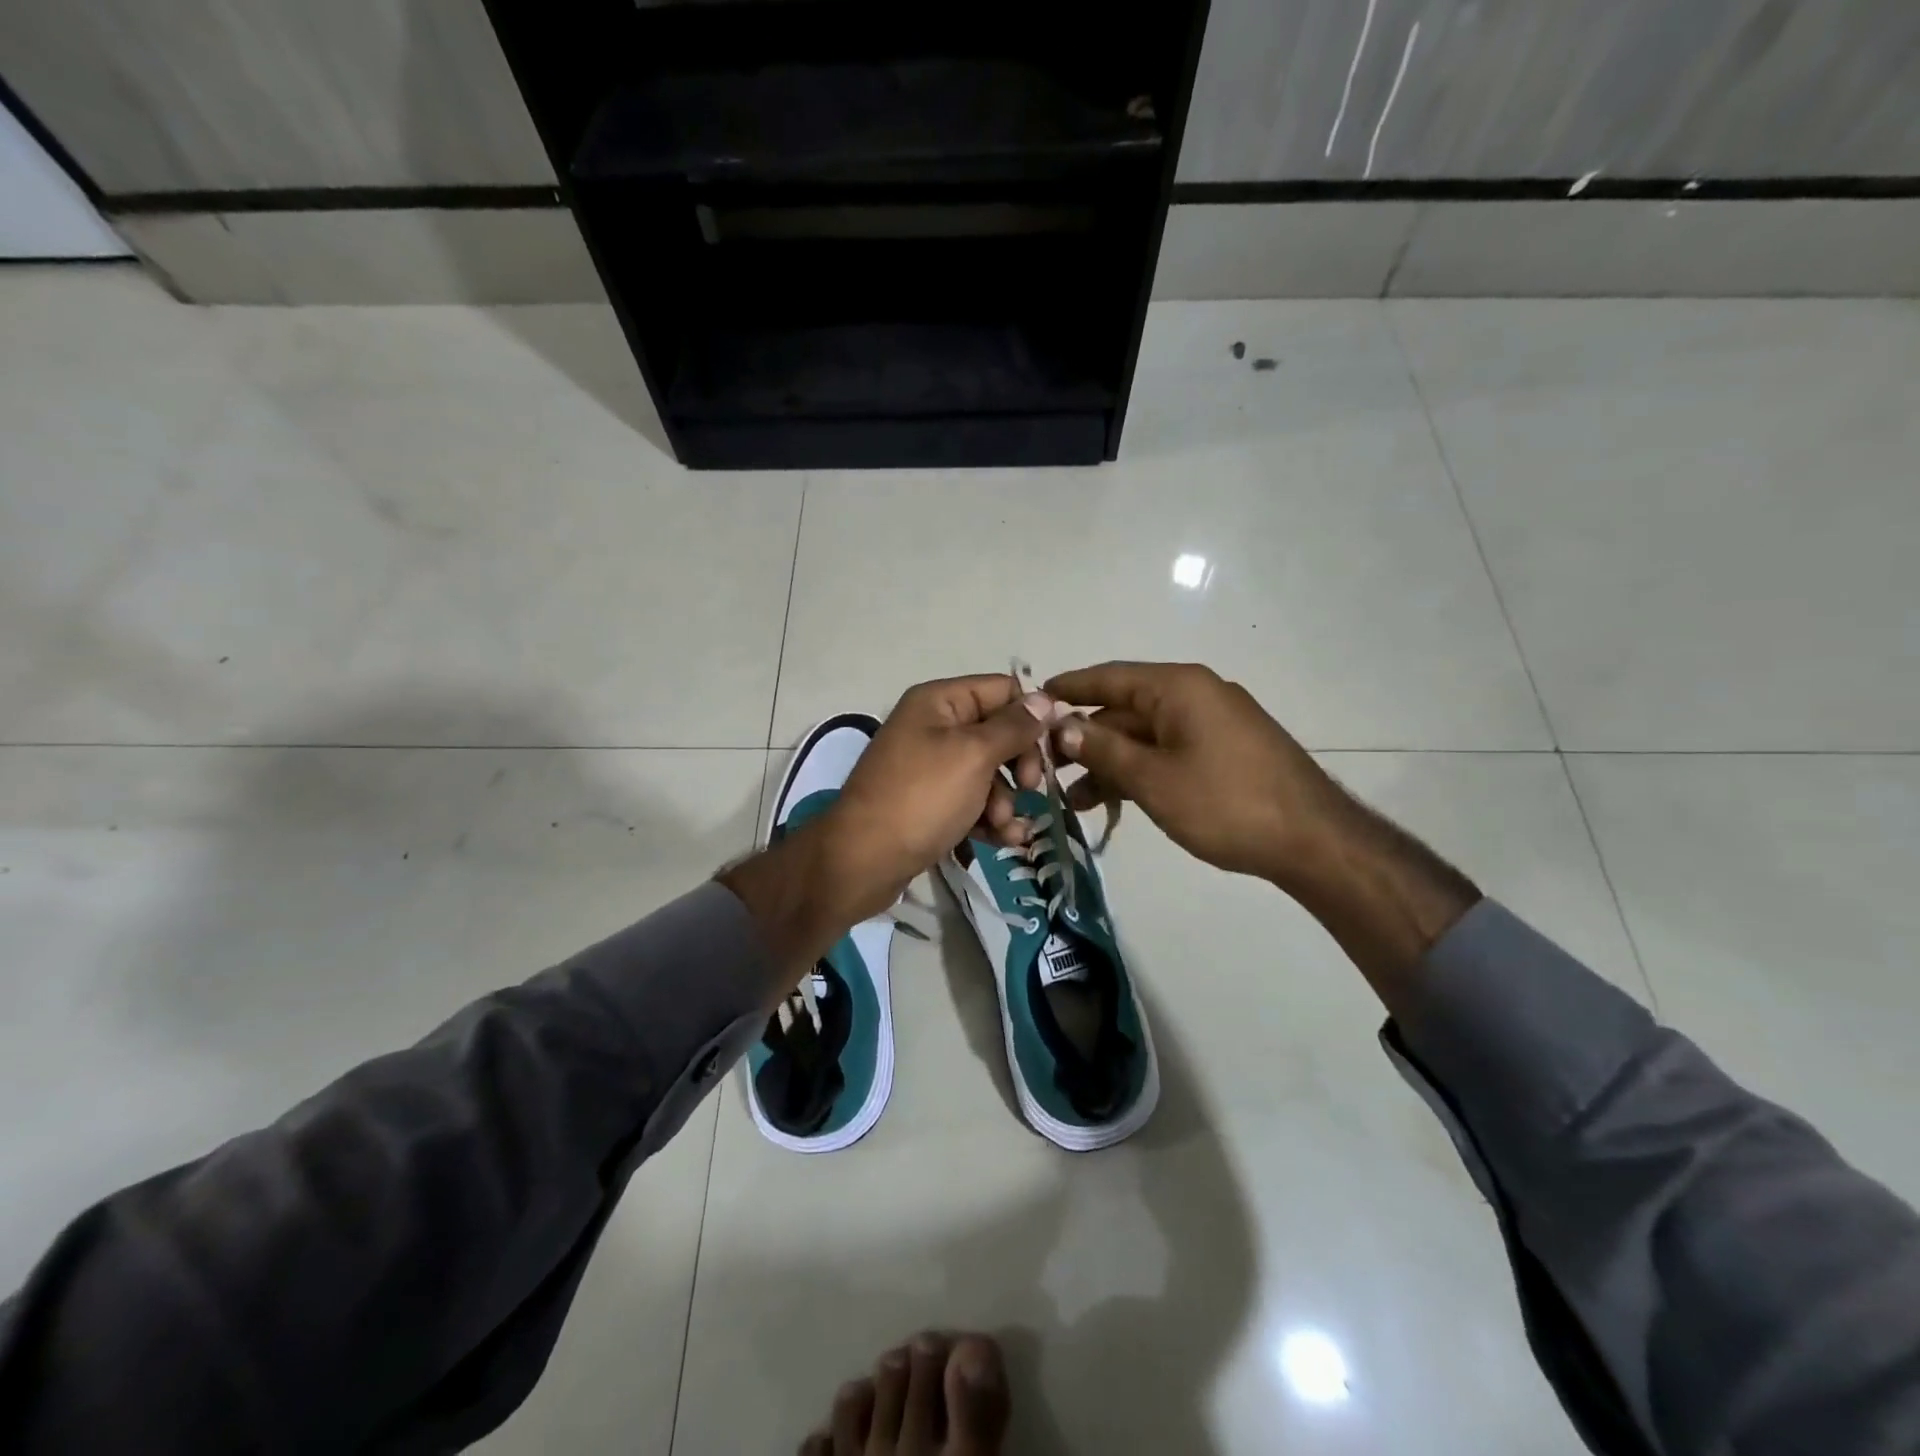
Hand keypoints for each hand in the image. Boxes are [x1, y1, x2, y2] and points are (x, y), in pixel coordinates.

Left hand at [825, 674, 1054, 916]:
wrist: (862, 861)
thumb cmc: (921, 798)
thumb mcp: (973, 756)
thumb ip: (1014, 727)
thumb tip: (1046, 698)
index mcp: (939, 702)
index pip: (1002, 690)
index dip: (1031, 715)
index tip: (1055, 747)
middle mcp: (933, 727)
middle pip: (998, 733)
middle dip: (1020, 764)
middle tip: (1031, 788)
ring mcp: (930, 768)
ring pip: (988, 773)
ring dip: (1006, 800)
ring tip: (1005, 826)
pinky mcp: (930, 804)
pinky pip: (971, 802)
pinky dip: (989, 819)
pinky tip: (1004, 841)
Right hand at [1043, 661, 1350, 886]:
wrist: (1312, 840)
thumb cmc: (1225, 803)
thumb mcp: (1153, 779)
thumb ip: (1103, 749)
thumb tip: (1061, 725)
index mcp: (1178, 687)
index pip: (1110, 678)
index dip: (1069, 688)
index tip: (1034, 699)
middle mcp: (1195, 695)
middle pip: (1125, 709)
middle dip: (1085, 738)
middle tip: (1046, 767)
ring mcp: (1213, 723)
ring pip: (1146, 735)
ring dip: (1110, 762)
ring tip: (1075, 799)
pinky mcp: (1225, 751)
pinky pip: (1169, 751)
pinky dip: (1141, 771)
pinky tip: (1117, 800)